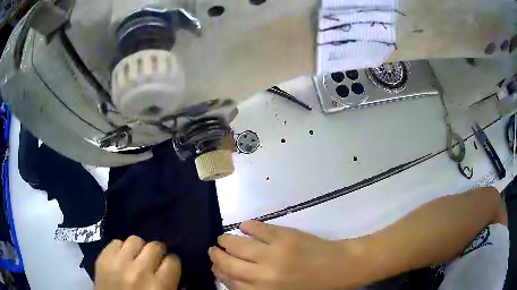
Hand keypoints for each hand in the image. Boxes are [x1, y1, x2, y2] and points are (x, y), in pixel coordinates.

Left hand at [95, 236, 180, 289]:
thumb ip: (171, 286)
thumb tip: (173, 271)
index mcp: (158, 286)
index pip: (172, 261)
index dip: (172, 264)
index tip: (168, 267)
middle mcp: (139, 271)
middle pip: (155, 246)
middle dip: (157, 253)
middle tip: (154, 261)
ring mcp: (117, 263)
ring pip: (135, 240)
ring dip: (139, 249)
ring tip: (136, 258)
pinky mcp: (102, 259)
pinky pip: (116, 242)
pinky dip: (121, 249)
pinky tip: (122, 259)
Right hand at [209, 221, 360, 289]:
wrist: (342, 268)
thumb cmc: (314, 287)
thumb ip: (257, 289)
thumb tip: (234, 276)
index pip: (230, 282)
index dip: (219, 273)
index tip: (215, 267)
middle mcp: (263, 274)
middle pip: (229, 263)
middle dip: (217, 256)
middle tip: (213, 250)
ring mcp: (274, 252)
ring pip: (238, 244)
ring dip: (226, 240)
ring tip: (223, 238)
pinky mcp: (285, 236)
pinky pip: (258, 228)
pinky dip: (248, 226)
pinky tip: (244, 226)